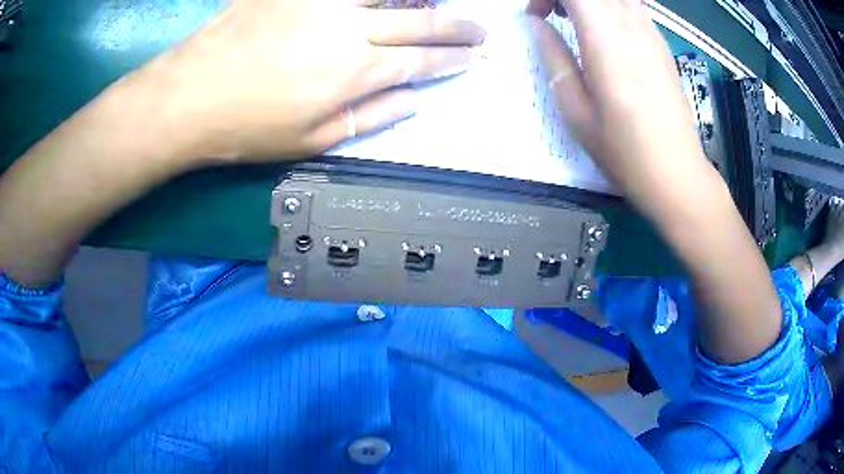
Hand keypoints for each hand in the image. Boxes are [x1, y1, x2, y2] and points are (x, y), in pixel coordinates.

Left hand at [135, 0, 485, 164]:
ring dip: (419, 1)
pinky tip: (376, 2)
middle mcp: (349, 29)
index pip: (420, 61)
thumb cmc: (248, 127)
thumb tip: (413, 100)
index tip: (472, 56)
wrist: (190, 97)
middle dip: (456, 27)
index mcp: (356, 72)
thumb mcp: (311, 141)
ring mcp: (321, 2)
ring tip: (437, 6)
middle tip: (478, 29)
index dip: (451, 59)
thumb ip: (370, 117)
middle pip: (418, 21)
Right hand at [527, 0, 782, 364]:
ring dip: (588, 2)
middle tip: (551, 17)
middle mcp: (632, 25)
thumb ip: (554, 58)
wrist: (677, 175)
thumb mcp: (576, 110)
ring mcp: (652, 33)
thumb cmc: (624, 152)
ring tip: (576, 24)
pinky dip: (610, 9)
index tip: (537, 16)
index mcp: (606, 39)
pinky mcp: (662, 44)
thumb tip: (539, 26)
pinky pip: (632, 7)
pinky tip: (604, 34)